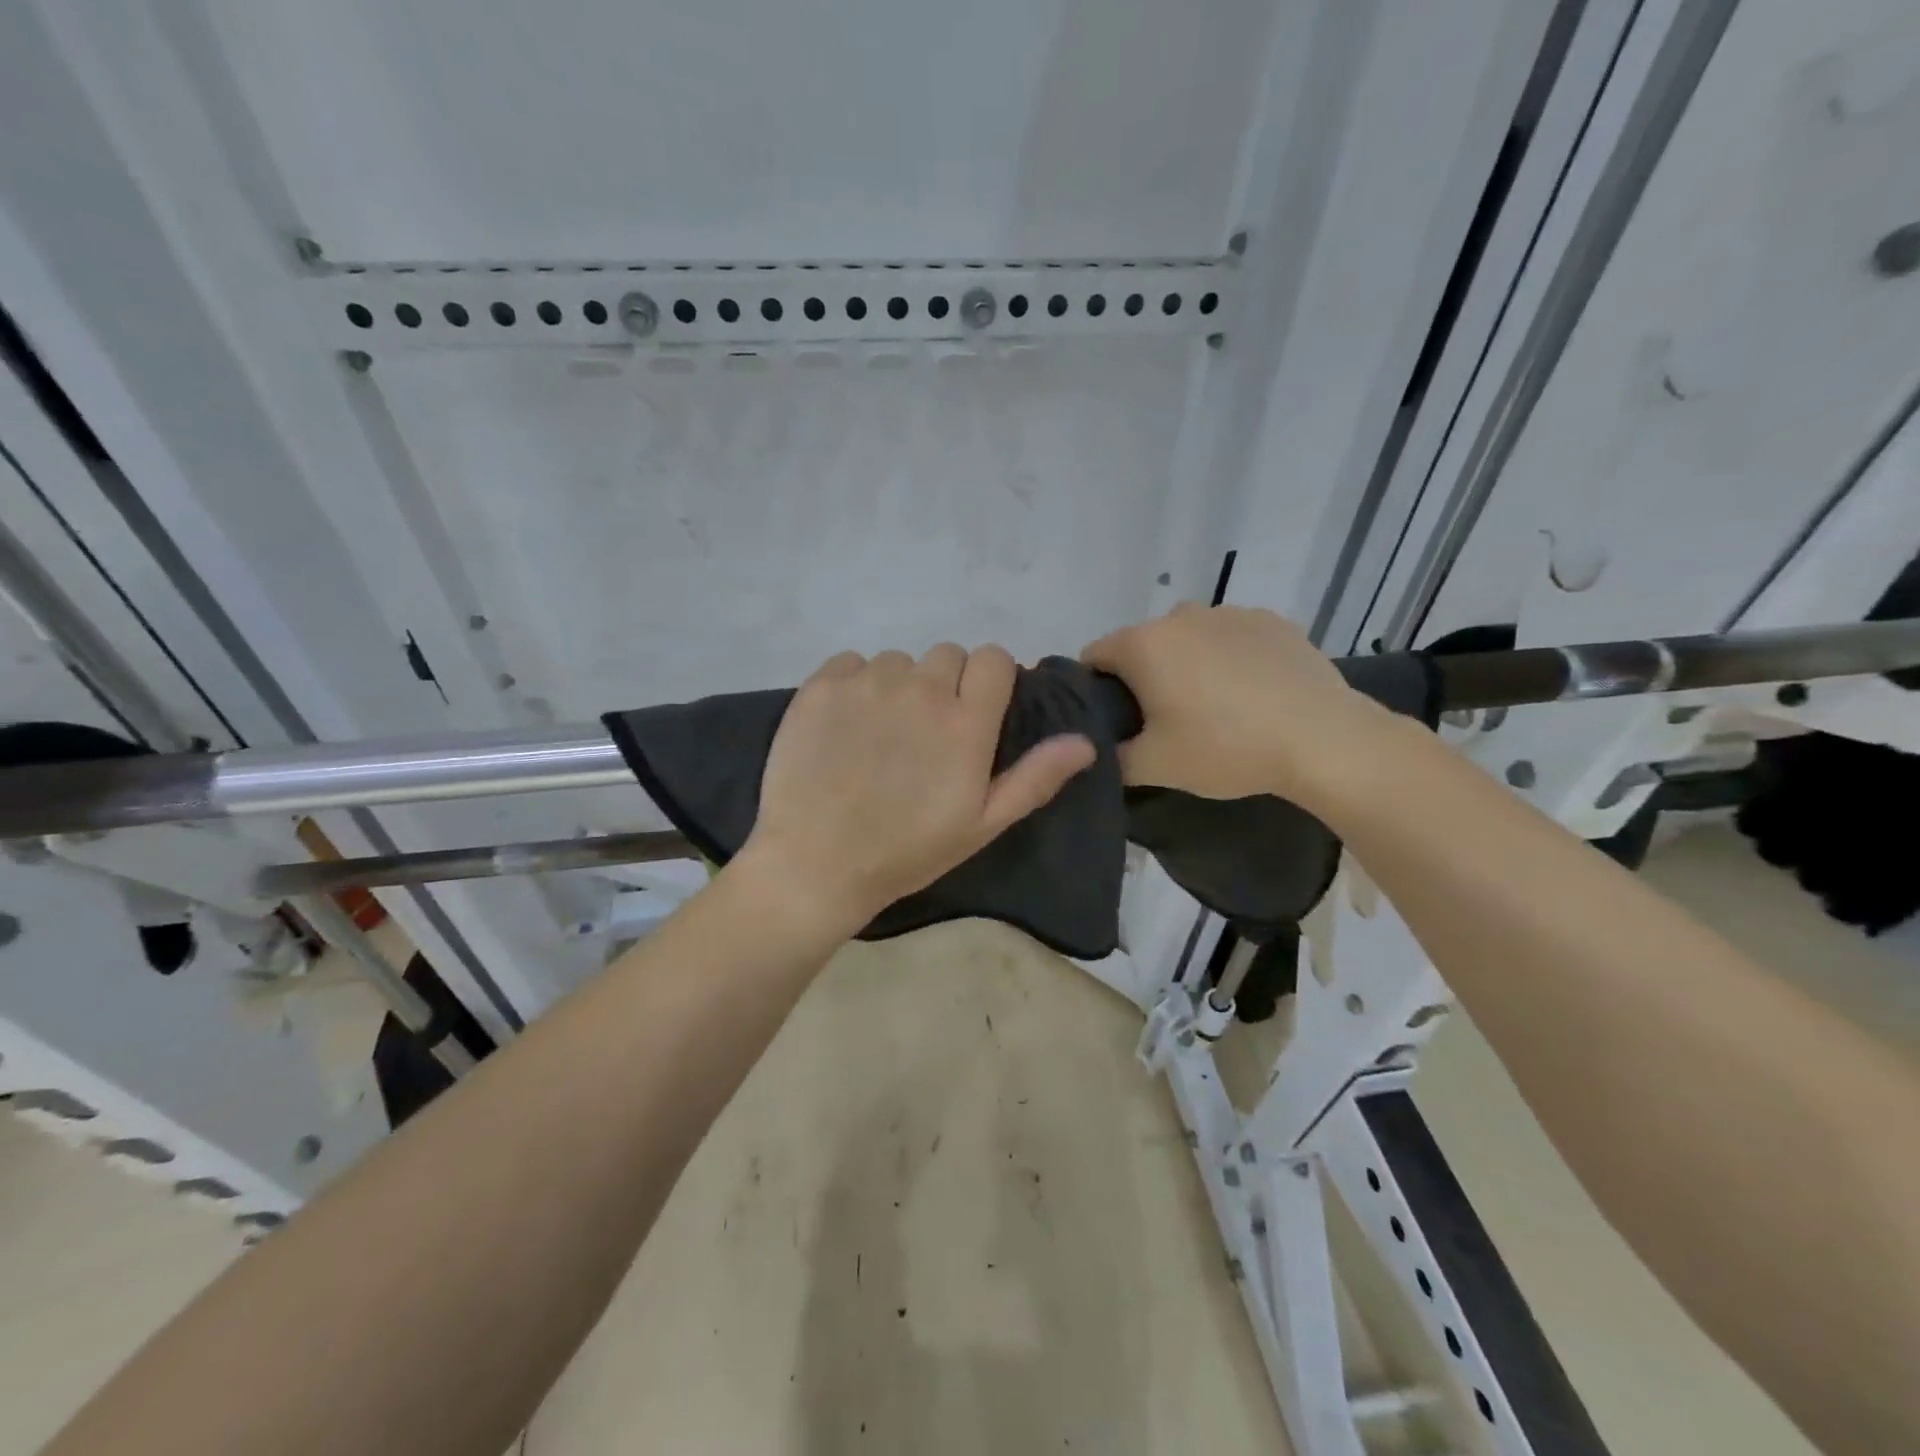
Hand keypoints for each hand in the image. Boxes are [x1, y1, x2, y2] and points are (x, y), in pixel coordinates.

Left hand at [736, 644, 1095, 934]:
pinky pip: (851, 663)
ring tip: (880, 736)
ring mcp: (867, 683)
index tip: (976, 712)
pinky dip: (854, 685)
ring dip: (898, 687)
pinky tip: (844, 727)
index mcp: (966, 722)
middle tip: (925, 734)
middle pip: (948, 655)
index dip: (990, 681)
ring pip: (898, 661)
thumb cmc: (906, 852)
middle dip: (946, 684)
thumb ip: (1035, 778)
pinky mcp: (820, 686)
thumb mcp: (982, 825)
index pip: (994, 659)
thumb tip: (1085, 742)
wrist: (815, 864)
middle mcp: (921, 689)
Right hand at [1081, 604, 1391, 805]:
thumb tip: (1098, 751)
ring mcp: (1229, 612)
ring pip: (1187, 639)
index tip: (1116, 722)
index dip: (1095, 691)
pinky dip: (1229, 658)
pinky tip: (1252, 693)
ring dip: (1187, 665)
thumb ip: (1111, 758)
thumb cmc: (1226, 748)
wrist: (1323, 740)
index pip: (1093, 657)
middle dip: (1143, 678)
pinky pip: (1230, 637)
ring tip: (1214, 708)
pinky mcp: (1271, 620)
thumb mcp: (1154, 766)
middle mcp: (1180, 614)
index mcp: (1143, 643)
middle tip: (1165, 722)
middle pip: (1142, 645)